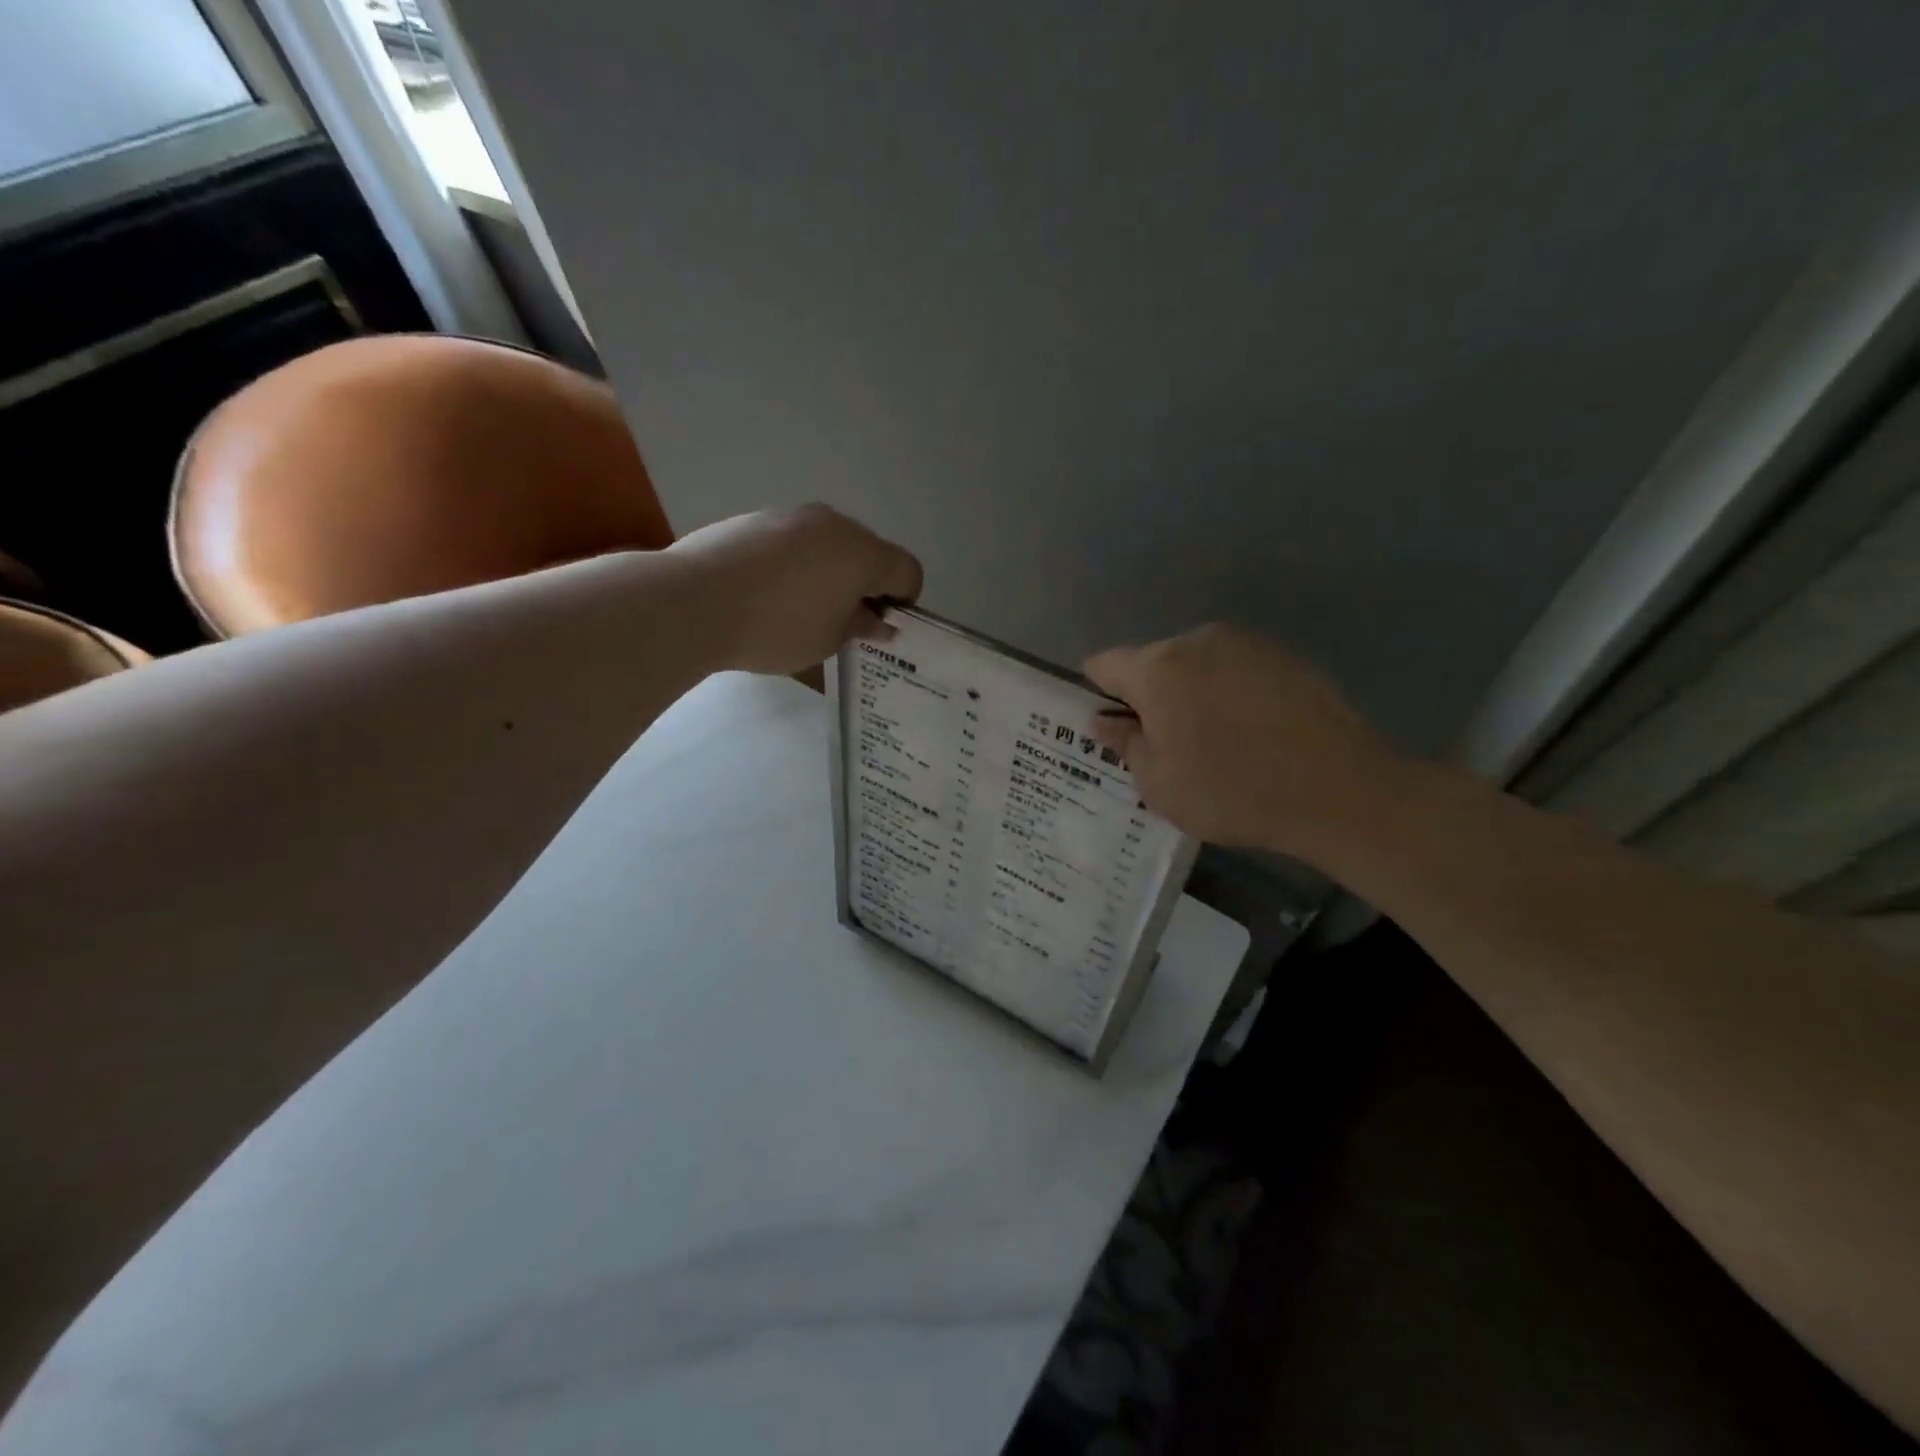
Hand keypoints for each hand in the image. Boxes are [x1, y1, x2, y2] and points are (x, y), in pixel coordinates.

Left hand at [668, 504, 922, 674]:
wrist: (693, 601)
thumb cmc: (776, 628)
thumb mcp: (828, 640)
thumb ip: (861, 626)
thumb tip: (877, 619)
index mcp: (863, 553)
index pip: (907, 570)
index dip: (904, 600)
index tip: (881, 626)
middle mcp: (834, 524)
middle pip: (868, 552)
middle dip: (866, 584)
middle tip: (844, 621)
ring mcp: (792, 516)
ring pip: (828, 544)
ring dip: (829, 572)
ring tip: (800, 608)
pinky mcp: (756, 518)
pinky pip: (793, 542)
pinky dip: (795, 564)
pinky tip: (767, 593)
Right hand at [1085, 624, 1411, 860]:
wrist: (1338, 789)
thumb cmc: (1232, 792)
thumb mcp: (1160, 784)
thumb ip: (1126, 744)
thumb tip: (1105, 720)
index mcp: (1158, 670)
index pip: (1104, 664)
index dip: (1100, 693)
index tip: (1115, 726)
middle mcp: (1197, 641)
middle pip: (1153, 662)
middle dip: (1150, 696)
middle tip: (1169, 744)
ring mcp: (1245, 643)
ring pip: (1196, 664)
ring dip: (1192, 693)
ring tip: (1218, 741)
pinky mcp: (1284, 654)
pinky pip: (1236, 668)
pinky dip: (1231, 692)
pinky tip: (1254, 731)